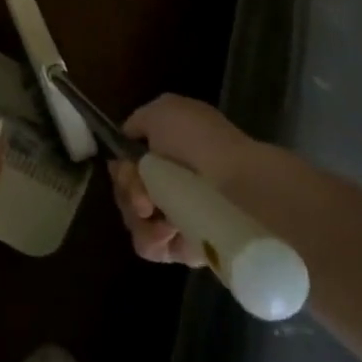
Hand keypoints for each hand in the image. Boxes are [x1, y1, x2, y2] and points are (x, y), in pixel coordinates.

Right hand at [110, 95, 263, 266]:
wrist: (239, 183)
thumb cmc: (200, 140)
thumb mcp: (162, 111)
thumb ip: (137, 122)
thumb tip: (127, 138)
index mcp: (168, 153)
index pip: (128, 164)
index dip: (122, 166)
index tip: (128, 167)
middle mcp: (172, 184)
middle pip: (126, 192)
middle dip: (127, 190)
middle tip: (142, 193)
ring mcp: (178, 217)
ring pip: (134, 220)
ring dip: (136, 215)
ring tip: (152, 212)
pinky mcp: (186, 249)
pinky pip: (151, 248)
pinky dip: (151, 239)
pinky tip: (165, 230)